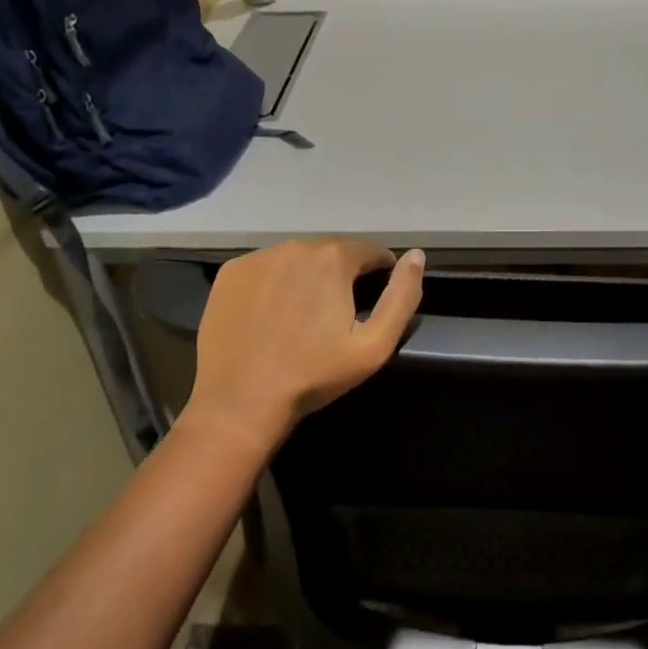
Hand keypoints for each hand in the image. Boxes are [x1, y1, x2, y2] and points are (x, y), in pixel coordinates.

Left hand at [186, 238, 425, 450]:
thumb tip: (416, 256)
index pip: (371, 251)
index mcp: (333, 257)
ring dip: (308, 277)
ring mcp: (259, 257)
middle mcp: (295, 245)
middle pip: (333, 252)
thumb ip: (402, 297)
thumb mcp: (374, 345)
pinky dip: (275, 283)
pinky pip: (266, 268)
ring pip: (298, 258)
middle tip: (337, 315)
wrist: (240, 402)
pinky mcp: (231, 273)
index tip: (373, 303)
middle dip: (342, 276)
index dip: (380, 274)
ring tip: (303, 316)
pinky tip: (271, 315)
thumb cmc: (313, 375)